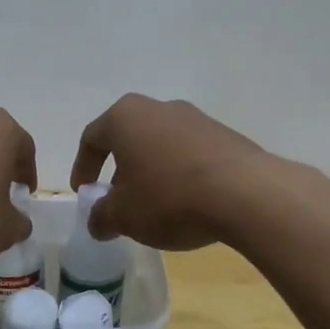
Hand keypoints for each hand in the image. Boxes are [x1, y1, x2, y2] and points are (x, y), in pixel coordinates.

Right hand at [70, 95, 278, 249]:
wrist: (246, 194)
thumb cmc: (169, 198)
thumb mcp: (123, 216)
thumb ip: (101, 217)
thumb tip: (97, 221)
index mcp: (126, 117)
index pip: (92, 138)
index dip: (83, 167)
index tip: (84, 193)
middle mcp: (160, 107)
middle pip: (128, 138)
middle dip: (119, 170)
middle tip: (117, 201)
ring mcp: (197, 118)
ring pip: (161, 145)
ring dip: (151, 172)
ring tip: (154, 206)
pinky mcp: (225, 135)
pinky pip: (190, 154)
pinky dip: (180, 174)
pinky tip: (187, 202)